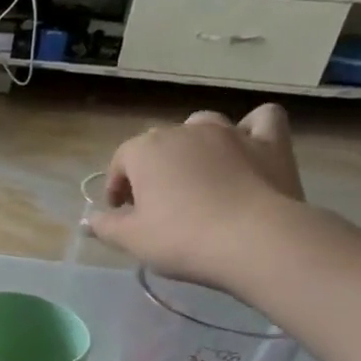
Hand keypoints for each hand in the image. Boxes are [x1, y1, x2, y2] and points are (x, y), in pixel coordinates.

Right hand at [88, 104, 305, 287]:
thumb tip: (89, 220)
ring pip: (203, 125)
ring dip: (194, 144)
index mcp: (147, 151)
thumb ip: (105, 226)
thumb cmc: (180, 238)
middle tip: (155, 203)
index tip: (119, 211)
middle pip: (160, 143)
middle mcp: (186, 131)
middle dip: (152, 168)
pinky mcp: (270, 142)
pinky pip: (260, 120)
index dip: (117, 185)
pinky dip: (251, 128)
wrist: (253, 240)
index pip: (121, 160)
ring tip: (195, 174)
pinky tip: (247, 146)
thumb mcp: (131, 239)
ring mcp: (231, 132)